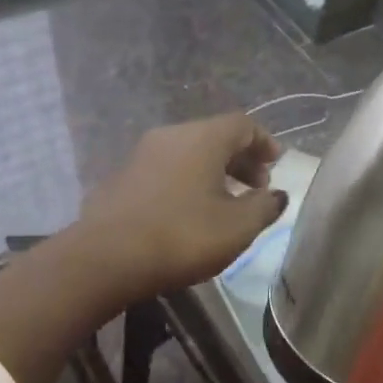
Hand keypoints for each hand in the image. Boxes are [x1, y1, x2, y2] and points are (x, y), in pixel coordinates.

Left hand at [77, 113, 287, 300]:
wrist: (106, 258)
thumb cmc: (182, 237)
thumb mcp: (238, 228)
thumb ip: (264, 207)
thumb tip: (276, 195)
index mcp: (202, 138)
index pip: (242, 124)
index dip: (264, 142)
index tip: (276, 164)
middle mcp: (170, 136)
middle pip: (214, 136)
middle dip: (240, 159)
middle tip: (256, 188)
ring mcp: (140, 155)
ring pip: (187, 153)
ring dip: (212, 172)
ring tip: (224, 202)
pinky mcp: (121, 178)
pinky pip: (165, 170)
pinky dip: (185, 182)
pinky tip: (187, 212)